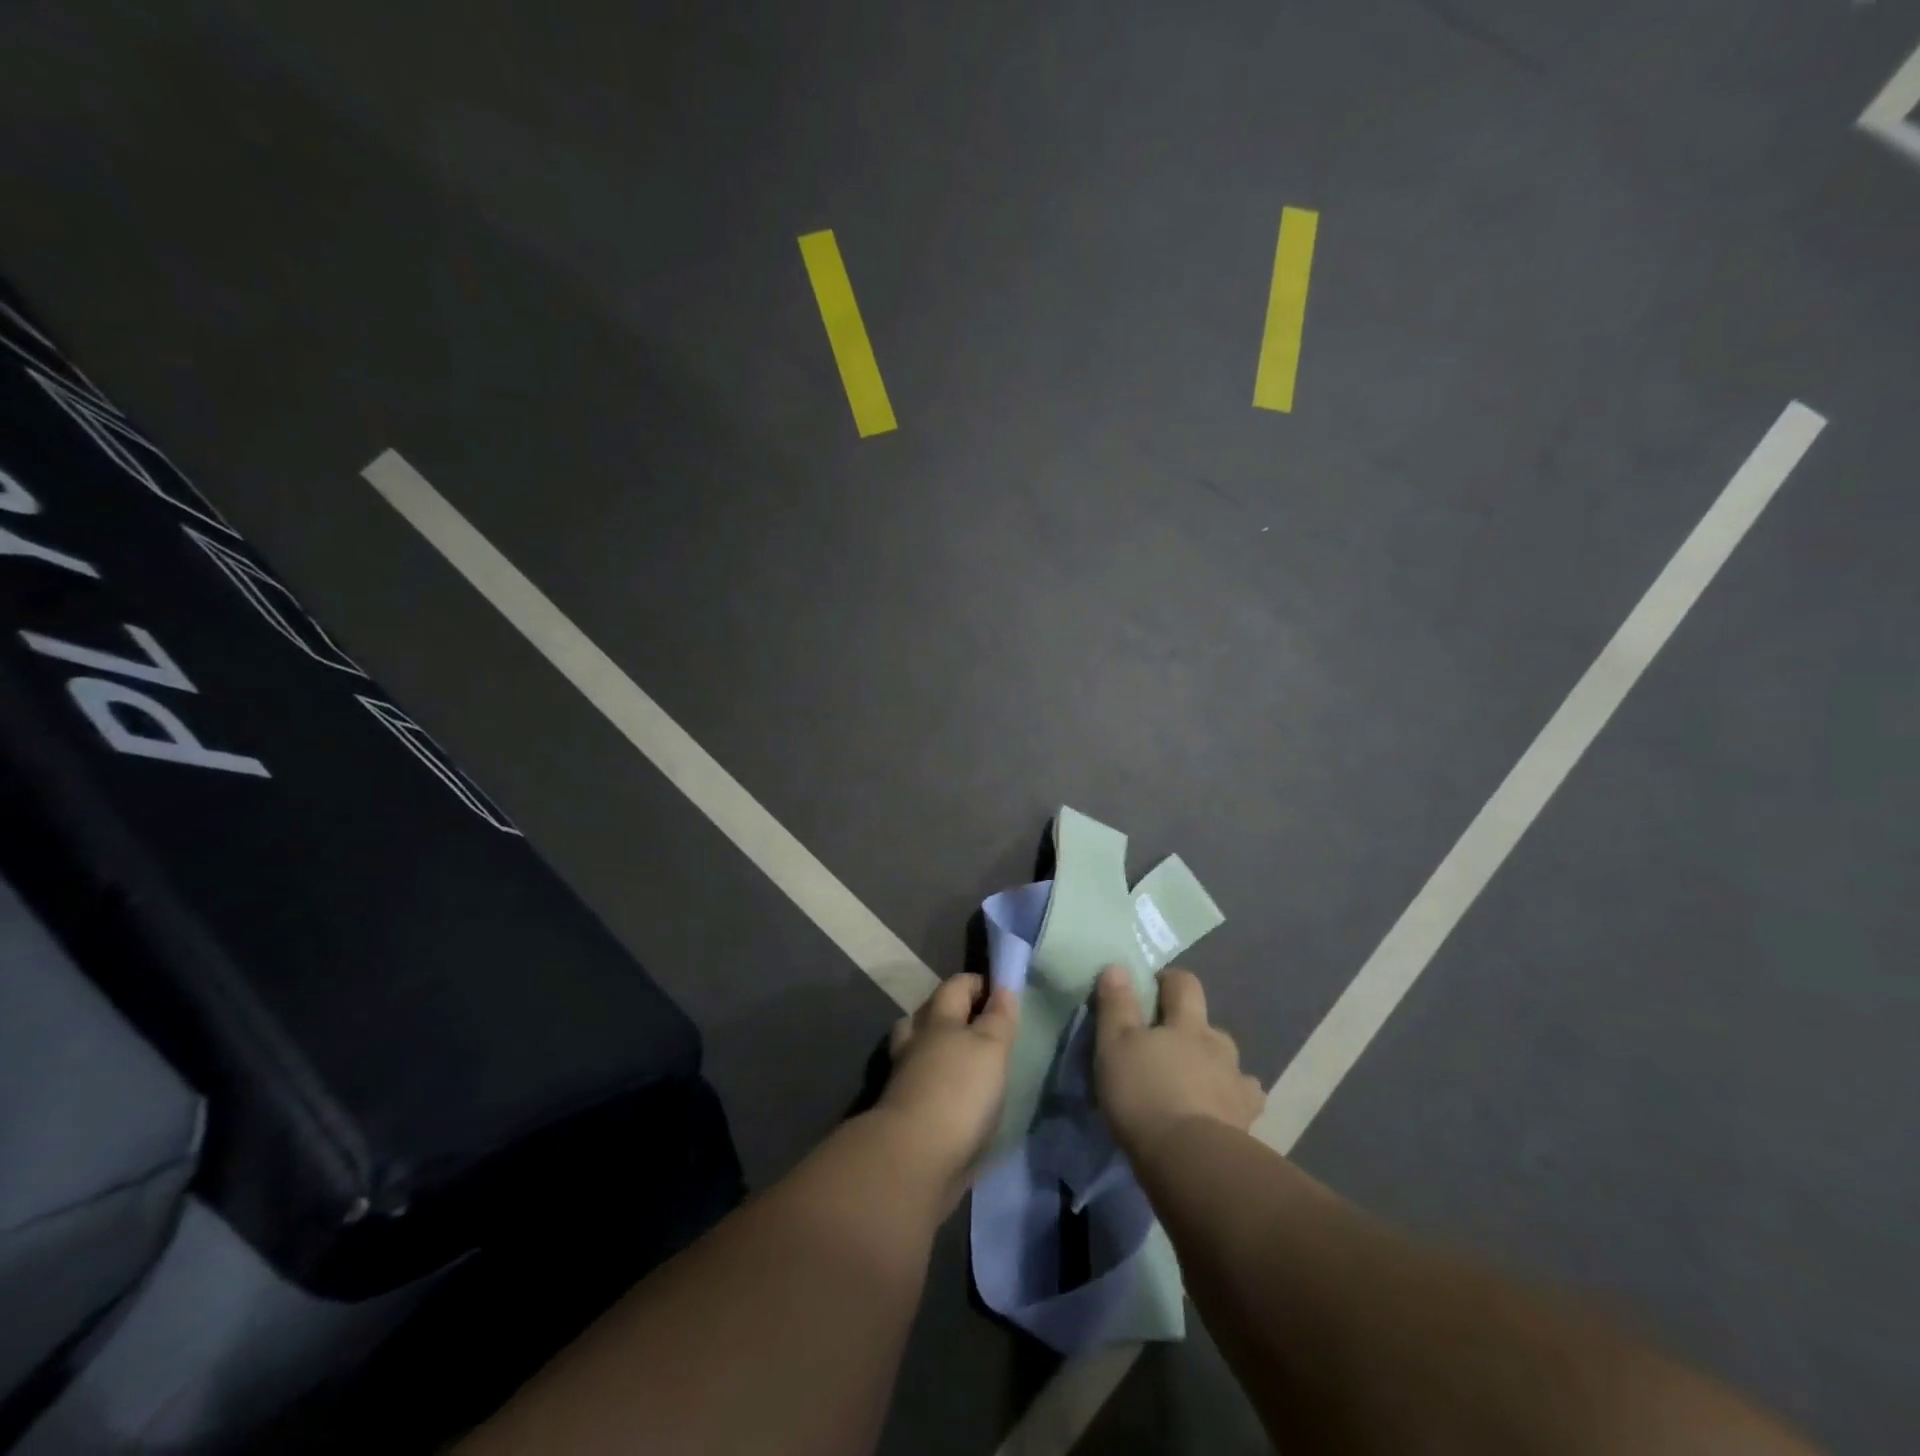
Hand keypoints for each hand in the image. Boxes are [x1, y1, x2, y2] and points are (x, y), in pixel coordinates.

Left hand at [877, 972, 1019, 1209]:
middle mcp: (916, 1042)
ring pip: (919, 1050)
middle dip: (950, 1012)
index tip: (1001, 992)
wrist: (916, 1158)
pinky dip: (937, 1084)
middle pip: (928, 1014)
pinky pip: (922, 1085)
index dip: (977, 984)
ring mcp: (905, 1078)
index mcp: (937, 1020)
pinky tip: (957, 1097)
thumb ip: (998, 1018)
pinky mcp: (905, 1113)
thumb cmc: (959, 1091)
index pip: (956, 986)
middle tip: (980, 1023)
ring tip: (965, 1060)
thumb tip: (1003, 988)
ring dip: (938, 1049)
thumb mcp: (991, 1048)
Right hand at [1094, 965, 1263, 1160]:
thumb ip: (1117, 1005)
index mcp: (1187, 1024)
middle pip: (1209, 1026)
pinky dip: (1231, 1103)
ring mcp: (1237, 1085)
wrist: (1191, 1161)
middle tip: (1168, 1047)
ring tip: (1194, 1084)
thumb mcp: (1115, 1045)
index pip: (1184, 984)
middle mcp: (1218, 1047)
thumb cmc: (1145, 1094)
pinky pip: (1242, 1104)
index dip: (1170, 981)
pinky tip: (1220, 1114)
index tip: (1153, 988)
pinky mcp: (1247, 1123)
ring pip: (1229, 1065)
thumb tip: (1118, 967)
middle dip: (1192, 1030)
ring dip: (1214, 1068)